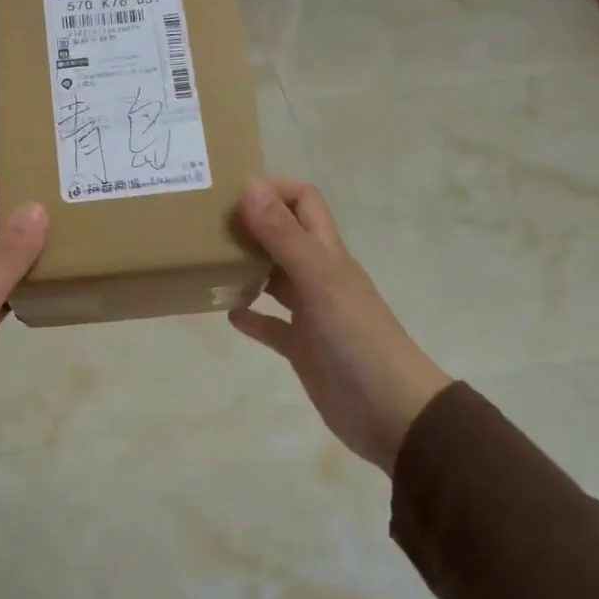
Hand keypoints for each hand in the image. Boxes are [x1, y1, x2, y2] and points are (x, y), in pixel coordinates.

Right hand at [229, 179, 451, 474]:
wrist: (392, 412)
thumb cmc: (357, 338)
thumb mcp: (318, 280)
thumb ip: (284, 236)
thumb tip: (250, 186)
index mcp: (327, 253)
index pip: (303, 202)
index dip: (273, 190)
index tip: (230, 192)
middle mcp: (319, 276)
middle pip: (284, 236)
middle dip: (251, 225)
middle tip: (206, 225)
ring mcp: (311, 313)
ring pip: (274, 279)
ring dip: (246, 268)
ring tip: (208, 263)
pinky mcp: (302, 348)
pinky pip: (272, 326)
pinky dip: (252, 317)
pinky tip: (226, 314)